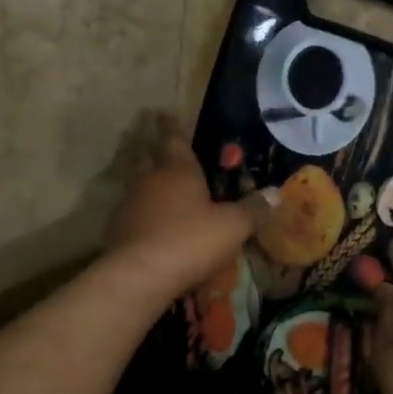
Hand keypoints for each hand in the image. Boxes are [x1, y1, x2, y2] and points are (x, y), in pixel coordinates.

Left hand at [104, 119, 275, 297]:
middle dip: (168, 165)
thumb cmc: (190, 241)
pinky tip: (160, 236)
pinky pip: (138, 219)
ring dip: (158, 196)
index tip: (167, 116)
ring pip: (145, 193)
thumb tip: (276, 193)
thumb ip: (253, 209)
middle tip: (182, 168)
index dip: (174, 128)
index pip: (174, 139)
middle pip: (156, 165)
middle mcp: (149, 180)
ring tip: (175, 206)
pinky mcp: (117, 233)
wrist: (138, 277)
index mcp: (177, 170)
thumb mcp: (232, 227)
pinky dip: (149, 222)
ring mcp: (129, 206)